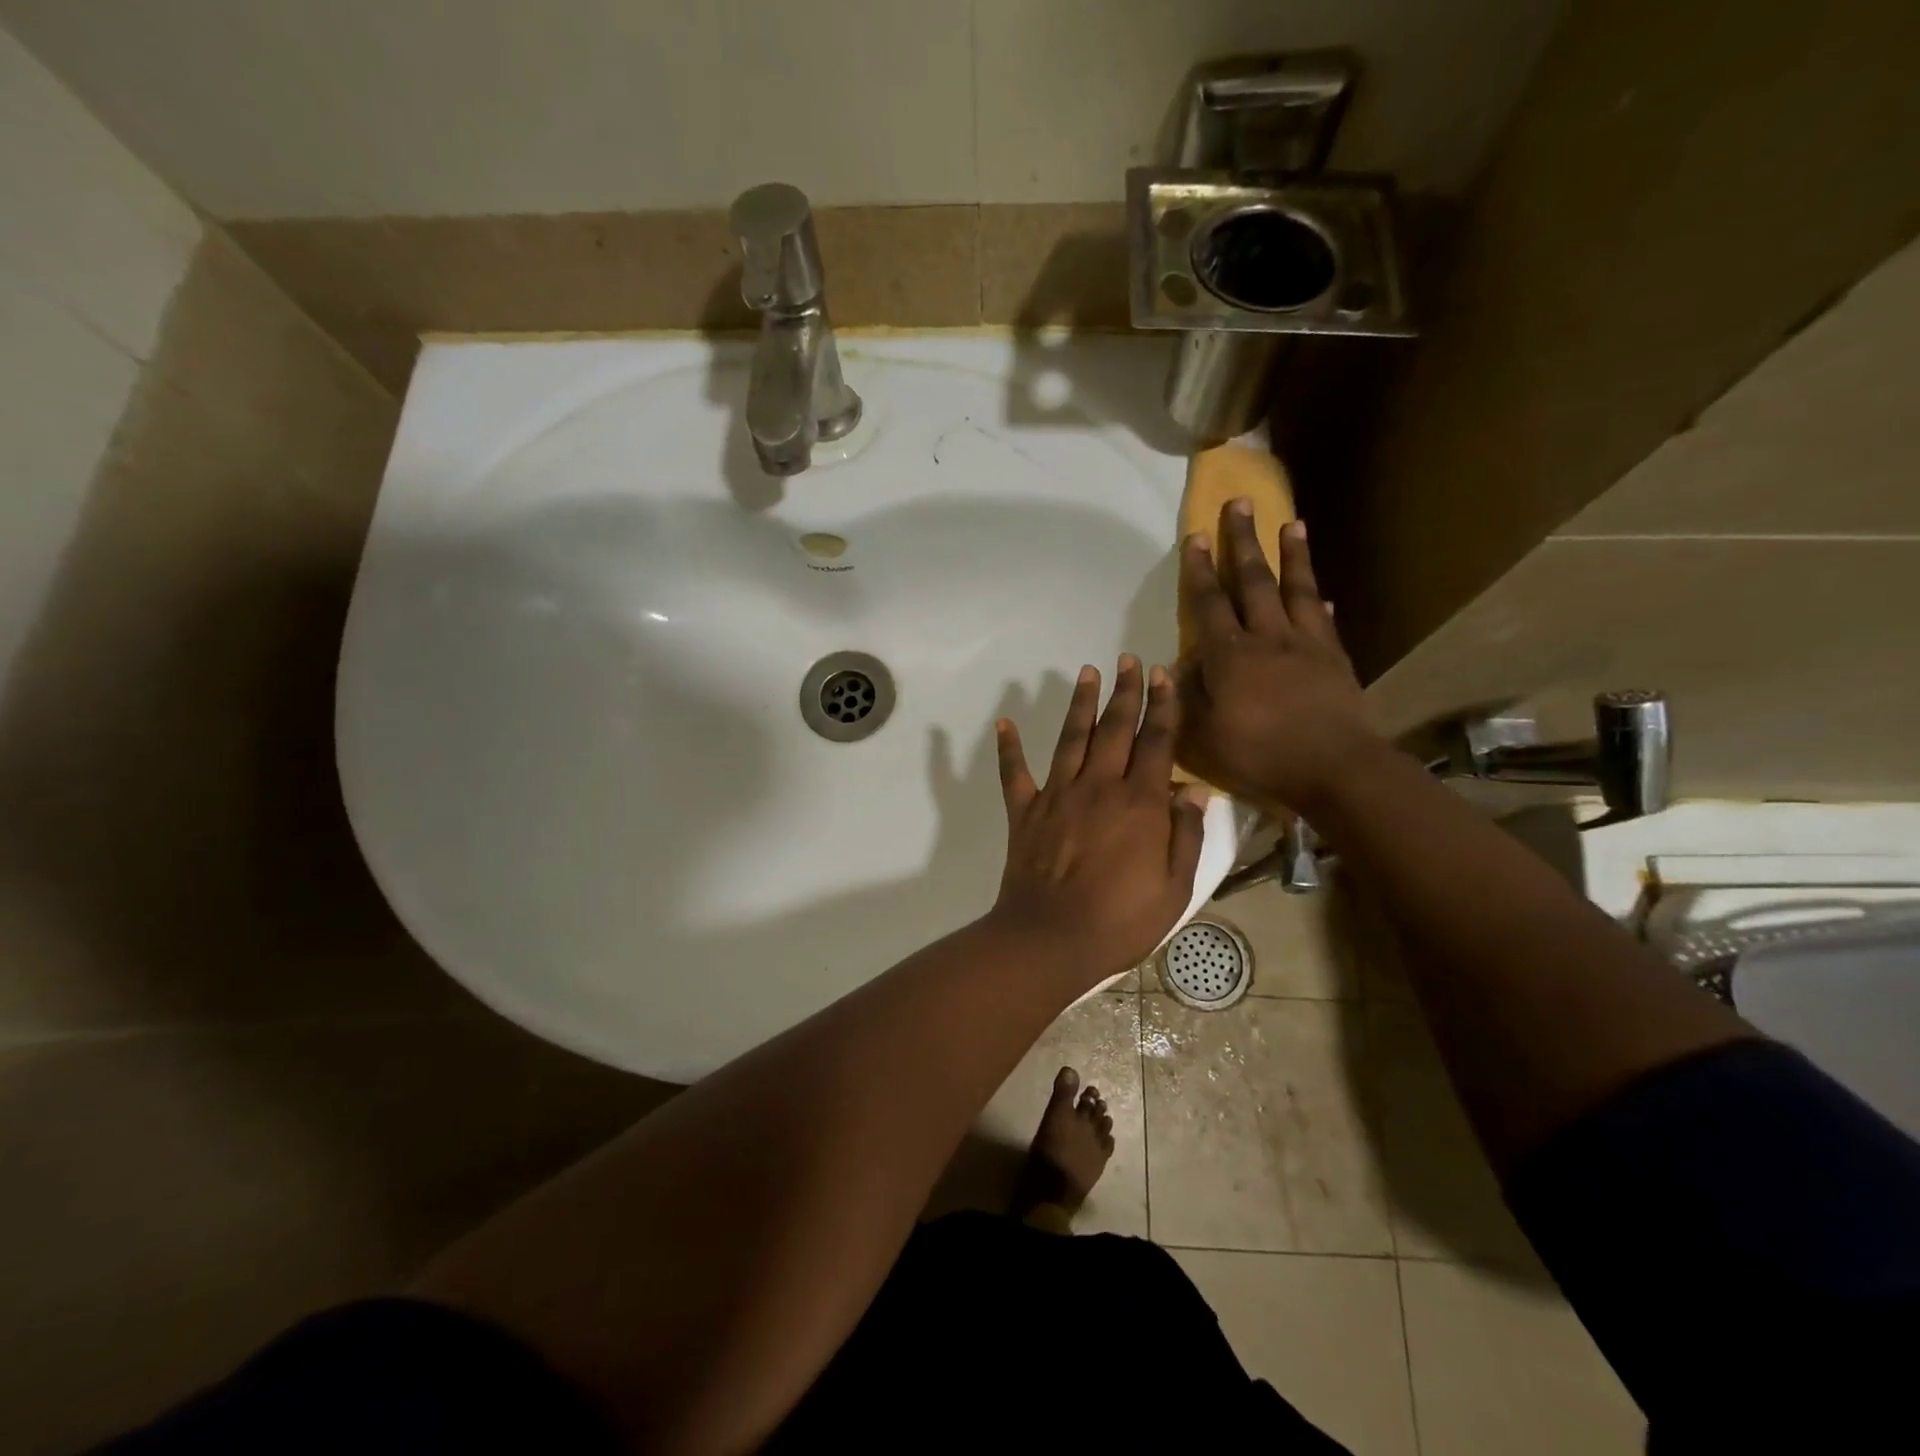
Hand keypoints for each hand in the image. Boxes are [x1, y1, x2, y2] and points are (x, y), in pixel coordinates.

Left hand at [989, 656, 1206, 984]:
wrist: (1052, 938)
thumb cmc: (1121, 920)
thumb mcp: (1174, 887)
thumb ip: (1185, 835)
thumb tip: (1195, 790)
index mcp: (1139, 803)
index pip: (1156, 742)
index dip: (1162, 706)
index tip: (1164, 675)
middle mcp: (1098, 787)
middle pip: (1115, 729)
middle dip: (1125, 691)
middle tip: (1129, 659)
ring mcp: (1057, 795)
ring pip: (1071, 738)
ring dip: (1080, 703)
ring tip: (1087, 672)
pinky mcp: (1025, 811)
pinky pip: (1015, 773)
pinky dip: (1008, 748)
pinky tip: (1004, 723)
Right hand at [1177, 502, 1378, 812]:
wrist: (1334, 769)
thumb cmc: (1261, 755)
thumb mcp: (1205, 734)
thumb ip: (1190, 695)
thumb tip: (1183, 662)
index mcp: (1230, 655)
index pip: (1209, 603)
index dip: (1199, 569)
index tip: (1194, 535)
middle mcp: (1268, 637)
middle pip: (1253, 580)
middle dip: (1243, 540)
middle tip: (1239, 502)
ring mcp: (1306, 644)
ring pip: (1296, 589)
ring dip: (1292, 554)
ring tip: (1291, 522)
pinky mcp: (1335, 659)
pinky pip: (1325, 621)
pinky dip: (1319, 602)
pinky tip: (1321, 592)